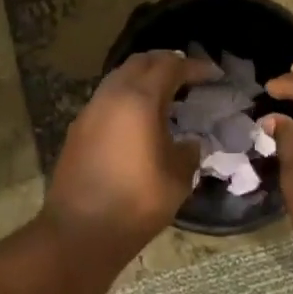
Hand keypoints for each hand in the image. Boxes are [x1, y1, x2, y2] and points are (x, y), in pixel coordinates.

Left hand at [44, 50, 216, 263]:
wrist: (80, 230)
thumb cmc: (136, 202)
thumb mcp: (178, 178)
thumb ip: (188, 152)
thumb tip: (189, 143)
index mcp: (140, 99)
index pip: (171, 66)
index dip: (195, 67)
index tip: (213, 75)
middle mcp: (112, 95)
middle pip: (141, 62)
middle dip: (167, 63)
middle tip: (189, 76)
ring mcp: (90, 110)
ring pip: (120, 77)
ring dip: (144, 78)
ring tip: (166, 95)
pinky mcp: (78, 128)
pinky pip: (107, 98)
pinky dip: (127, 96)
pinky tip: (139, 118)